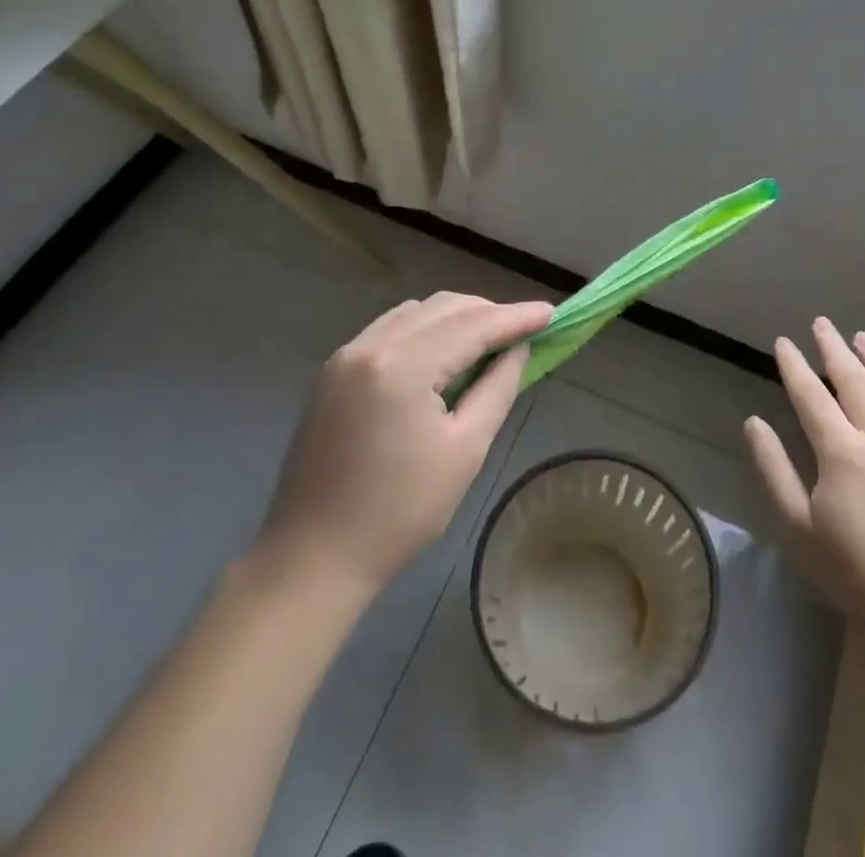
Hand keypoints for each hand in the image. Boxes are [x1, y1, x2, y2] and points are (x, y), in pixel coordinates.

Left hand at [255, 293, 553, 597]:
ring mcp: (346, 355)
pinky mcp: (334, 370)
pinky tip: (443, 353)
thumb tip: (517, 349)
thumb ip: (497, 388)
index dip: (515, 318)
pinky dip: (425, 330)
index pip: (471, 326)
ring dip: (456, 318)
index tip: (551, 313)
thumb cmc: (399, 513)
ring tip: (489, 341)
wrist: (313, 556)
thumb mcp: (465, 450)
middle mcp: (371, 345)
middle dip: (488, 313)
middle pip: (442, 308)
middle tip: (524, 330)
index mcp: (402, 366)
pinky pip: (390, 329)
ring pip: (415, 312)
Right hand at [745, 319, 864, 668]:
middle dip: (834, 348)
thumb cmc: (853, 572)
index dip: (794, 365)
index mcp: (841, 453)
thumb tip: (754, 422)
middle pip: (854, 380)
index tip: (783, 342)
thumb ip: (773, 469)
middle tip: (822, 324)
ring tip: (861, 337)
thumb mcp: (798, 527)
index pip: (811, 395)